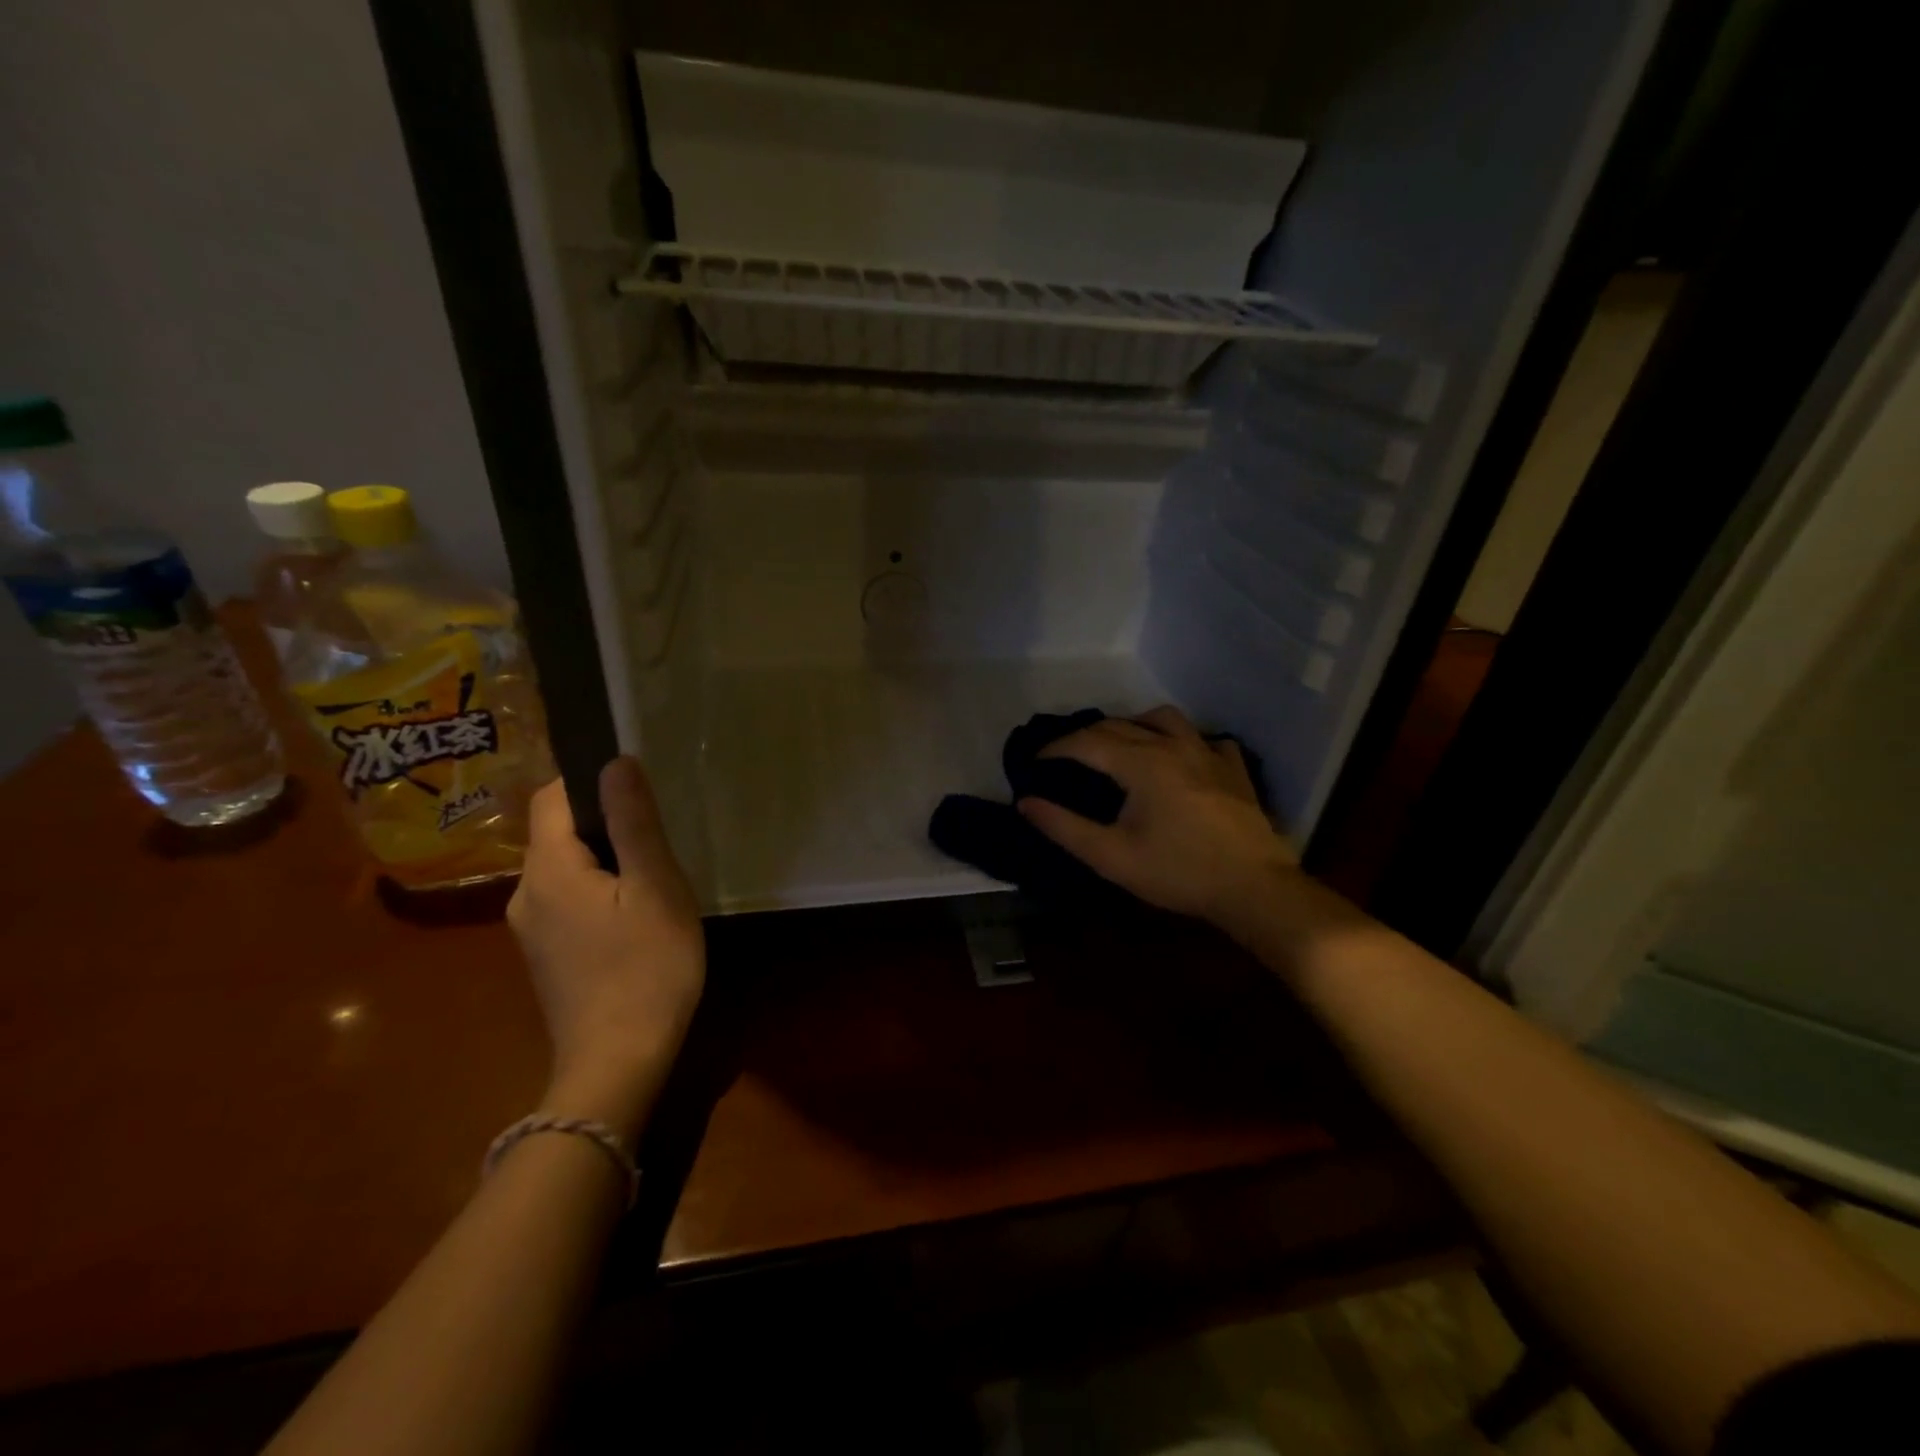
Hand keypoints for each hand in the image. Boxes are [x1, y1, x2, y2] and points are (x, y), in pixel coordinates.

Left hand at [507, 758, 704, 1141]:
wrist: (617, 1064)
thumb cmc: (646, 967)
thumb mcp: (655, 886)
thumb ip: (633, 822)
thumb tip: (616, 761)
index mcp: (548, 870)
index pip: (552, 796)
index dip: (590, 780)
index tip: (638, 792)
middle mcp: (525, 893)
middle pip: (557, 832)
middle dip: (605, 824)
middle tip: (658, 842)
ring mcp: (530, 928)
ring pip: (564, 867)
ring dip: (605, 859)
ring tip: (653, 879)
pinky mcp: (544, 954)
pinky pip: (566, 898)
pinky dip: (597, 890)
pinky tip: (634, 916)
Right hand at [1018, 706, 1297, 931]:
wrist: (1253, 887)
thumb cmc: (1177, 872)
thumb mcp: (1111, 856)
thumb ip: (1064, 827)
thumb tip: (1025, 802)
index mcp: (1141, 762)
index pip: (1086, 741)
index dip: (1056, 748)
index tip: (1035, 762)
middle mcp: (1172, 745)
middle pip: (1119, 724)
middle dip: (1086, 736)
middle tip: (1066, 758)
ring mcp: (1208, 752)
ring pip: (1164, 718)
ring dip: (1134, 725)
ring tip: (1121, 746)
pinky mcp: (1233, 768)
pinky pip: (1205, 739)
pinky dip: (1184, 741)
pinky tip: (1181, 759)